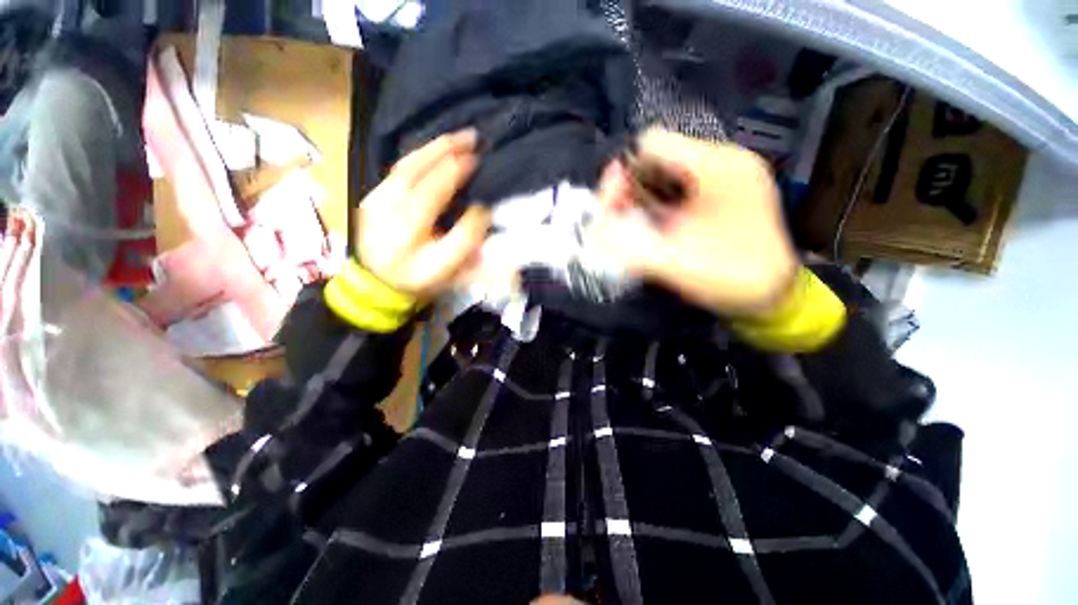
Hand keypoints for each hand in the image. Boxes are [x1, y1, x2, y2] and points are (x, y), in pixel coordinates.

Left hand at [355, 131, 490, 301]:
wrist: (377, 284)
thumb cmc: (418, 278)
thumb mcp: (447, 267)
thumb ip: (466, 238)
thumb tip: (481, 209)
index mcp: (407, 226)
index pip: (434, 188)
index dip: (457, 171)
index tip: (478, 160)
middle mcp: (387, 205)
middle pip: (417, 168)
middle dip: (446, 149)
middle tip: (471, 136)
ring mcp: (376, 197)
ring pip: (405, 164)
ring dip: (433, 147)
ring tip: (456, 138)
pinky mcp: (373, 196)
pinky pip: (398, 170)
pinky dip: (419, 157)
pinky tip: (434, 153)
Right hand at [593, 129, 798, 316]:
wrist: (773, 295)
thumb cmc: (734, 279)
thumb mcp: (678, 266)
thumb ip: (631, 248)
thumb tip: (595, 233)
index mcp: (717, 167)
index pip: (652, 145)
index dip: (621, 175)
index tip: (609, 211)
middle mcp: (720, 162)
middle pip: (654, 158)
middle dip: (626, 189)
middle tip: (613, 222)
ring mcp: (721, 176)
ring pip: (661, 173)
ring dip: (637, 198)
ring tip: (627, 228)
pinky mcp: (718, 193)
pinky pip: (673, 188)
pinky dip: (653, 205)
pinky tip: (648, 228)